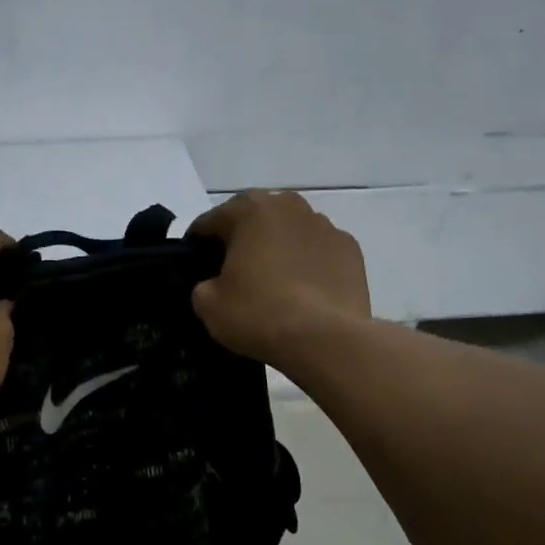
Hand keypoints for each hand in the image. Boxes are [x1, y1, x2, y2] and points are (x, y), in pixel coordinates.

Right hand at [188, 191, 370, 368]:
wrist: (324, 338)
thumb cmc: (258, 313)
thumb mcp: (207, 304)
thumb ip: (203, 284)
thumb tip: (214, 284)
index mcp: (248, 210)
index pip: (210, 221)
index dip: (197, 246)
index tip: (194, 267)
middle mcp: (288, 206)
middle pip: (254, 219)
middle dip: (242, 240)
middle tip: (233, 273)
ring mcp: (325, 225)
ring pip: (290, 231)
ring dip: (278, 248)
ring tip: (273, 282)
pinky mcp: (351, 250)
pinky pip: (318, 251)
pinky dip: (308, 263)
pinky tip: (304, 292)